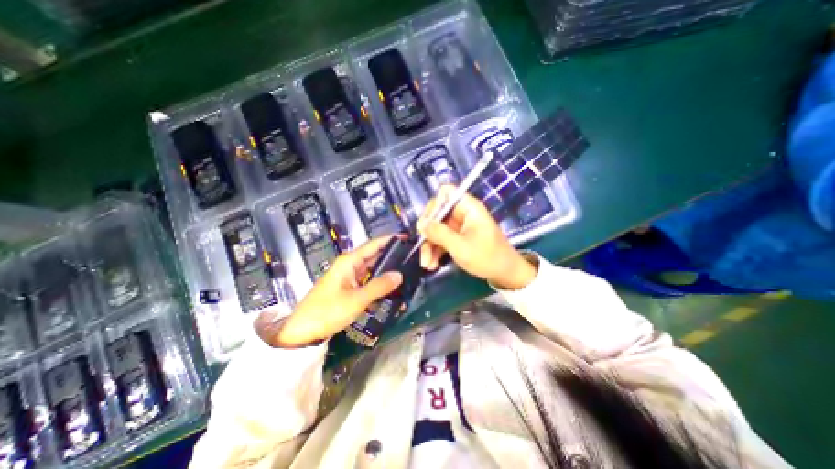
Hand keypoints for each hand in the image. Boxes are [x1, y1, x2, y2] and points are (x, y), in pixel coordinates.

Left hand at [260, 234, 406, 348]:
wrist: (301, 332)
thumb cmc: (326, 312)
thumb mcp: (355, 300)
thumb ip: (379, 286)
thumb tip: (400, 275)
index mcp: (349, 261)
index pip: (374, 245)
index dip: (390, 240)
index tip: (408, 238)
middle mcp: (350, 265)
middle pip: (374, 255)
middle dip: (392, 255)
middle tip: (413, 257)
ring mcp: (350, 277)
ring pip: (373, 269)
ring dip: (388, 269)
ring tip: (408, 269)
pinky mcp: (350, 288)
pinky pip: (369, 280)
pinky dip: (380, 282)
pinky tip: (392, 286)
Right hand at [415, 184, 534, 288]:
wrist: (505, 274)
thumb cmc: (487, 258)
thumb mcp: (460, 247)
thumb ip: (439, 233)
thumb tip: (421, 223)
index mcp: (468, 208)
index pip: (446, 193)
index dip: (434, 205)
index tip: (426, 224)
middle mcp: (463, 213)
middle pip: (437, 214)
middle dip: (428, 233)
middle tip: (422, 248)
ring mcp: (460, 226)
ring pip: (437, 229)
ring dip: (430, 246)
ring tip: (427, 264)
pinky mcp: (459, 237)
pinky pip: (442, 239)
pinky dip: (436, 251)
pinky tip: (432, 264)